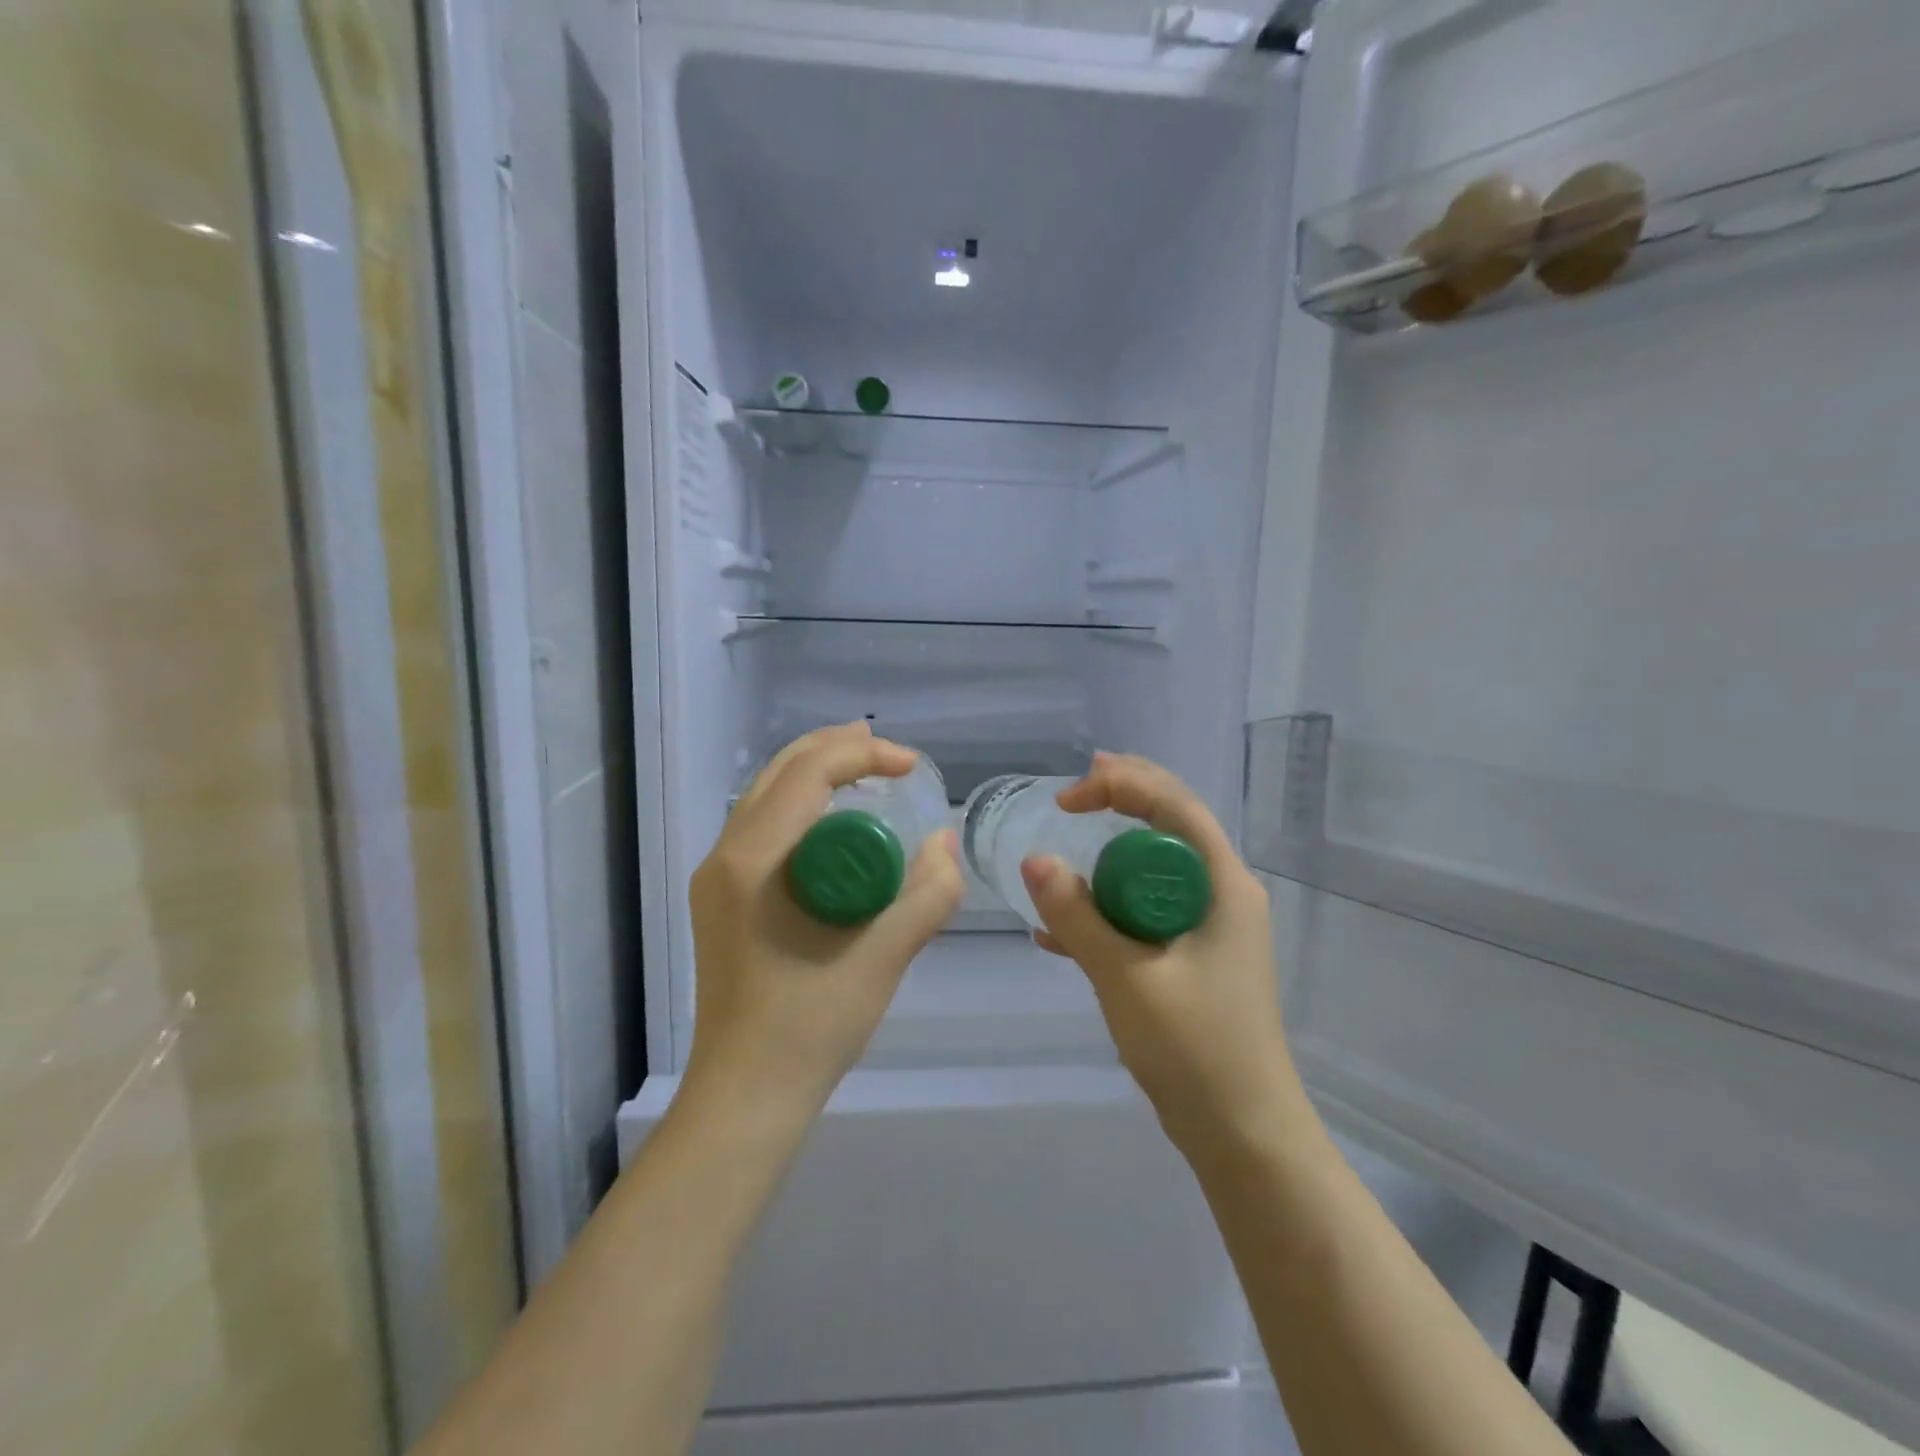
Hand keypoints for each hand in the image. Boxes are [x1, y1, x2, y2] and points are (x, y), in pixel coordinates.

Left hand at [685, 723, 965, 1117]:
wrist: (746, 1096)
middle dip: (837, 749)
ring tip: (865, 768)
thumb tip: (944, 842)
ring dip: (817, 773)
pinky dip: (805, 806)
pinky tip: (837, 823)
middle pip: (781, 771)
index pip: (808, 773)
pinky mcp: (723, 899)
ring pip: (768, 795)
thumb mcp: (884, 957)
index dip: (863, 754)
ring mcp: (717, 878)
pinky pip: (766, 826)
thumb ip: (928, 894)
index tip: (912, 767)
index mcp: (752, 860)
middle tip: (889, 752)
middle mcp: (725, 856)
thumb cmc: (810, 1027)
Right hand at [1020, 753, 1315, 1160]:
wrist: (1243, 1135)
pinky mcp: (1193, 960)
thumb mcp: (1126, 977)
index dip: (1123, 785)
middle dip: (1123, 801)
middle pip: (1170, 827)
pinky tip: (1058, 935)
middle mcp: (1222, 895)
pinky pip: (1146, 914)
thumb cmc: (1195, 1048)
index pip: (1175, 807)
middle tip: (1075, 792)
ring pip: (1155, 871)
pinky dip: (1108, 911)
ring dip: (1110, 859)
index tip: (1068, 799)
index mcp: (1222, 886)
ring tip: (1065, 848)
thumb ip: (1078, 917)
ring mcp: (1209, 929)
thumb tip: (1034, 860)